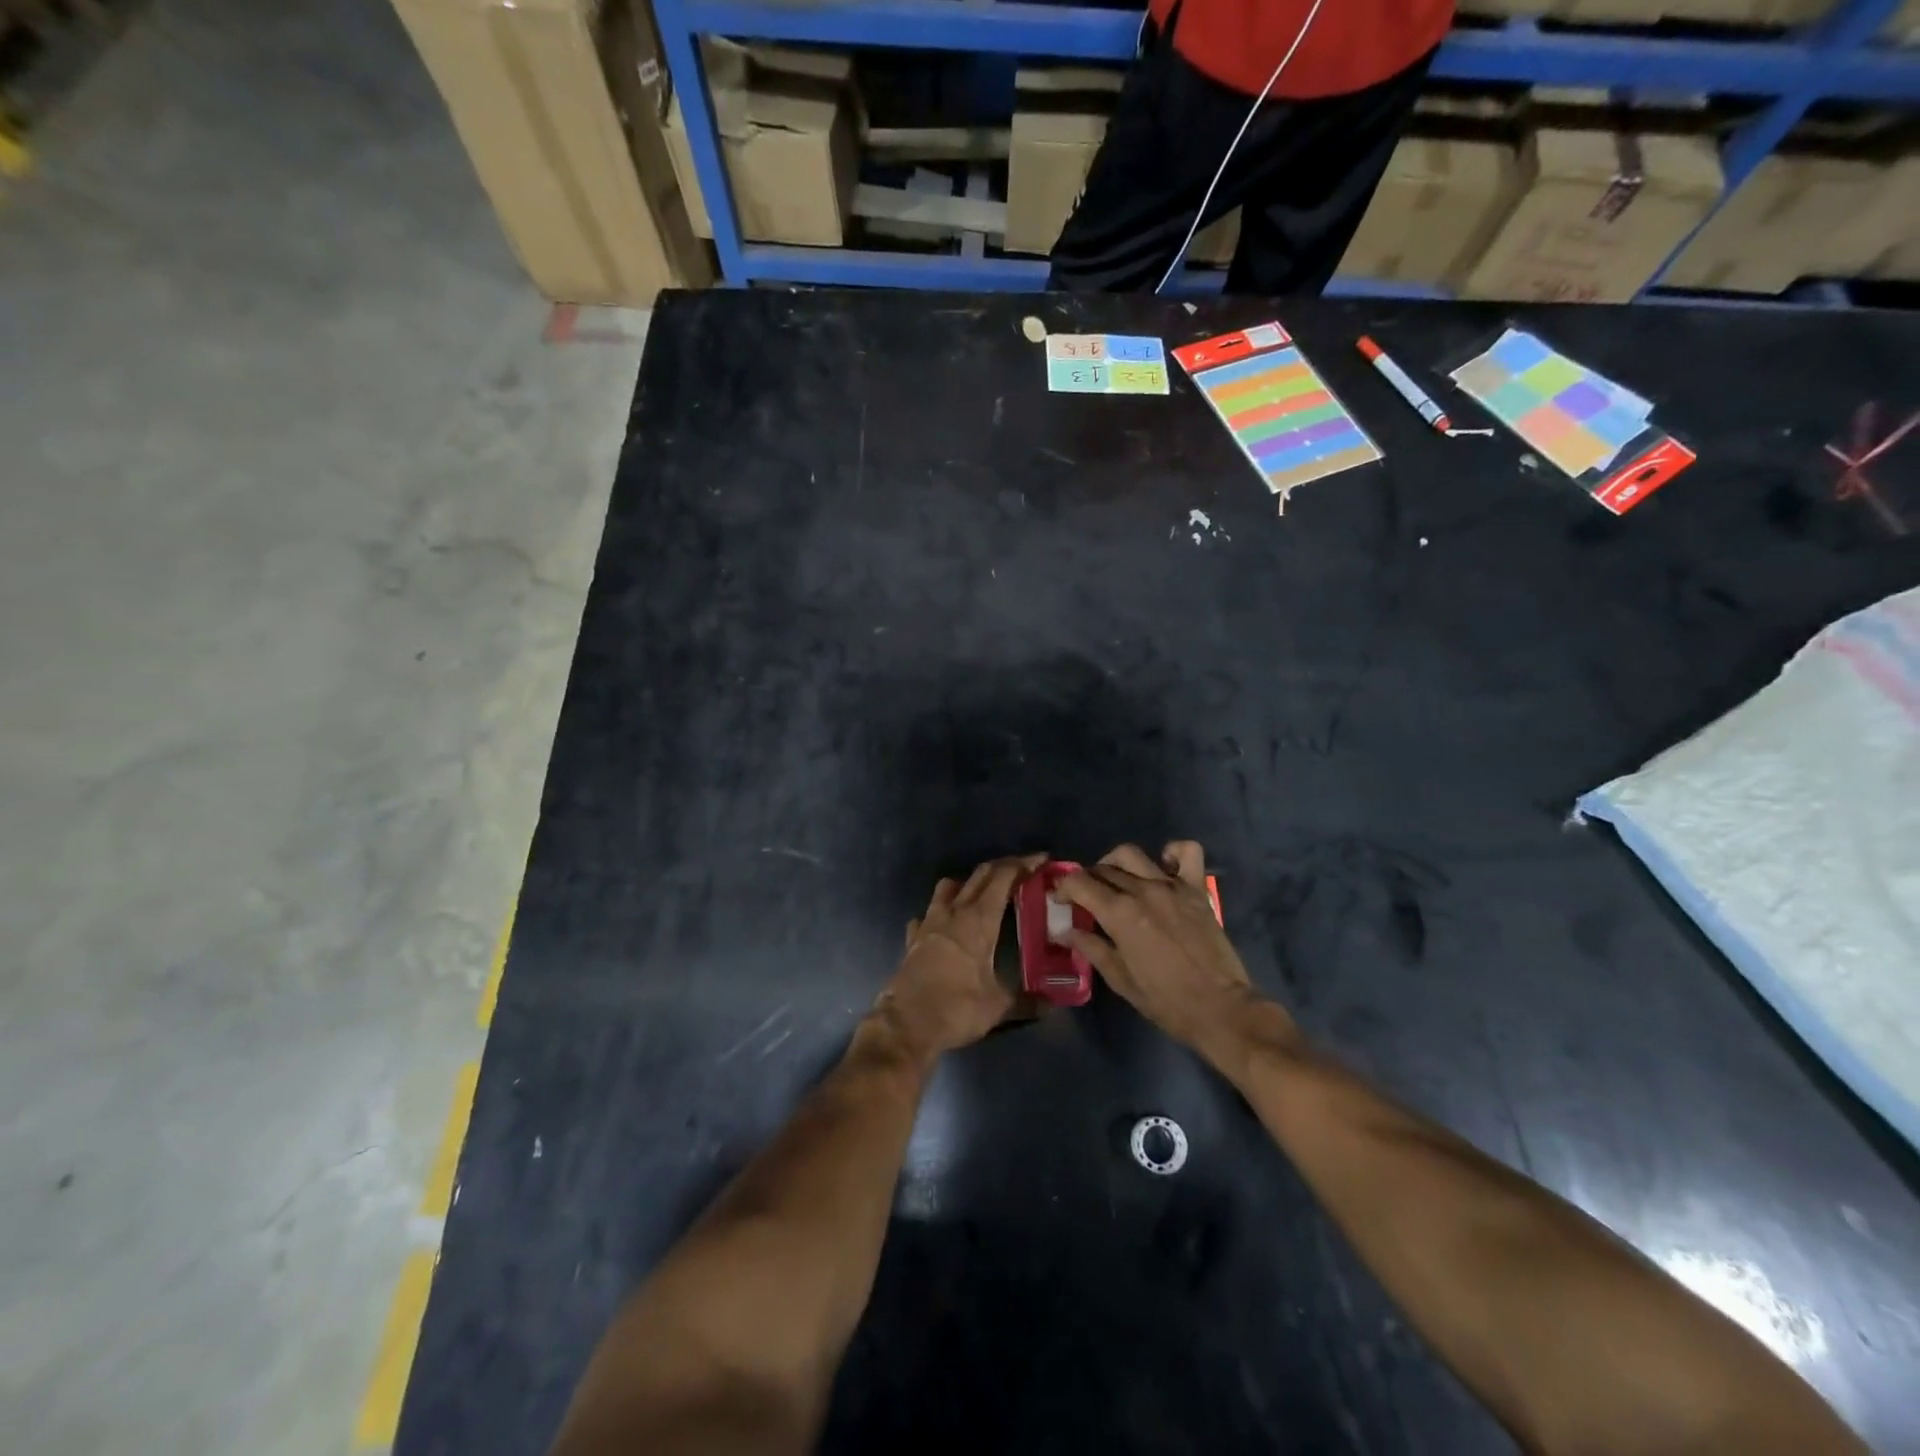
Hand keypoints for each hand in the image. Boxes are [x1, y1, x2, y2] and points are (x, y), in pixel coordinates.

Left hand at [870, 854, 1046, 1061]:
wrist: (906, 1024)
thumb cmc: (957, 1008)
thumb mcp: (999, 1006)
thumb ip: (1027, 1001)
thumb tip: (1052, 1003)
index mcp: (979, 920)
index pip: (1003, 878)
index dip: (1023, 865)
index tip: (1041, 860)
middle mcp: (953, 912)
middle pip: (979, 875)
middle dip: (1002, 868)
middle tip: (1021, 873)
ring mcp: (929, 923)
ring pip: (948, 887)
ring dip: (967, 883)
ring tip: (982, 896)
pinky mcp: (913, 939)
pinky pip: (927, 915)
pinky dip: (940, 913)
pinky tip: (946, 927)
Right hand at [1056, 842, 1294, 1066]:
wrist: (1221, 1009)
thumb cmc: (1166, 1001)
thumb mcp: (1120, 979)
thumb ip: (1091, 948)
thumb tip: (1065, 931)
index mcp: (1120, 913)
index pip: (1079, 883)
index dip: (1063, 888)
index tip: (1060, 900)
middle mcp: (1143, 890)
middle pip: (1103, 869)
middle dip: (1087, 880)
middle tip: (1087, 900)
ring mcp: (1172, 886)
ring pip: (1132, 855)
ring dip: (1116, 863)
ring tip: (1117, 881)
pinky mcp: (1197, 889)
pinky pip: (1186, 852)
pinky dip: (1172, 853)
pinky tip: (1163, 868)